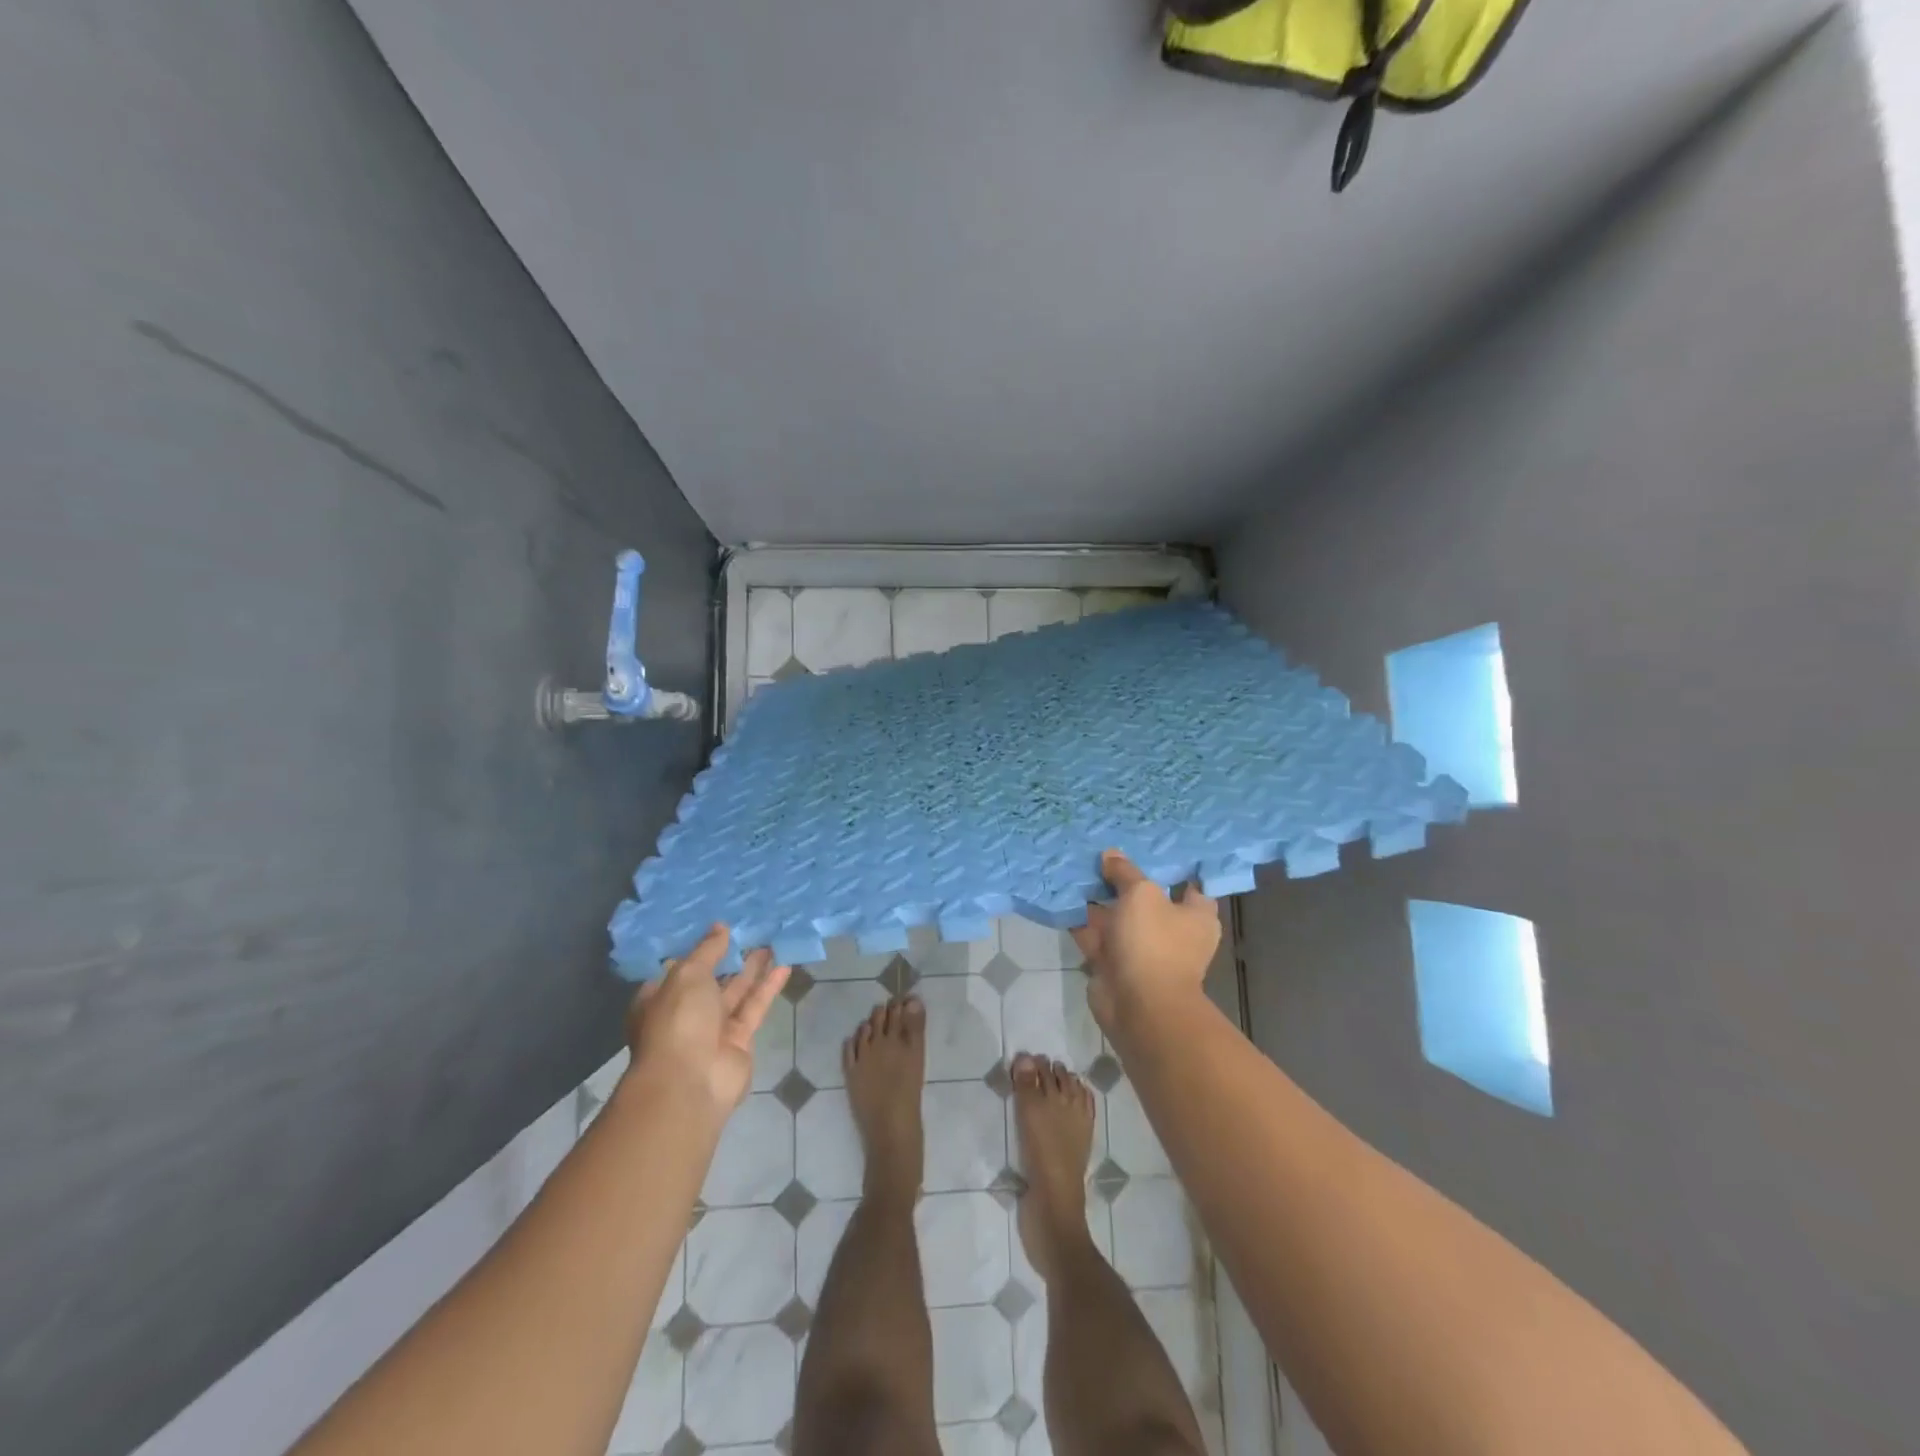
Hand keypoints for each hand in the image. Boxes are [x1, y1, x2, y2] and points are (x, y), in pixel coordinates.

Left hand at [626, 925, 789, 1115]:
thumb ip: (707, 950)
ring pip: (736, 992)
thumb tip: (720, 927)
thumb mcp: (688, 974)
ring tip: (772, 940)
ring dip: (753, 968)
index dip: (700, 948)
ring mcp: (712, 1029)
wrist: (691, 1082)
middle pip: (712, 979)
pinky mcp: (739, 1041)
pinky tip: (784, 965)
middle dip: (731, 956)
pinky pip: (754, 1007)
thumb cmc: (678, 1021)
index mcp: (660, 998)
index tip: (720, 926)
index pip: (680, 968)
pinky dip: (768, 987)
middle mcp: (685, 1013)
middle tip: (753, 930)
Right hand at [1072, 851, 1219, 1032]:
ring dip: (1098, 899)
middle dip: (1124, 880)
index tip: (1150, 847)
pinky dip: (1081, 921)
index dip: (1172, 866)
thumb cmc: (1153, 942)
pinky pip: (1096, 935)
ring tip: (1076, 868)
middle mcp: (1172, 932)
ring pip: (1117, 917)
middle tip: (1102, 852)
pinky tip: (1062, 897)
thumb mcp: (1141, 893)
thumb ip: (1125, 872)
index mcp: (1195, 916)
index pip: (1190, 884)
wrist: (1139, 1006)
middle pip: (1147, 898)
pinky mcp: (1114, 964)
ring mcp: (1142, 950)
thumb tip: (1111, 855)